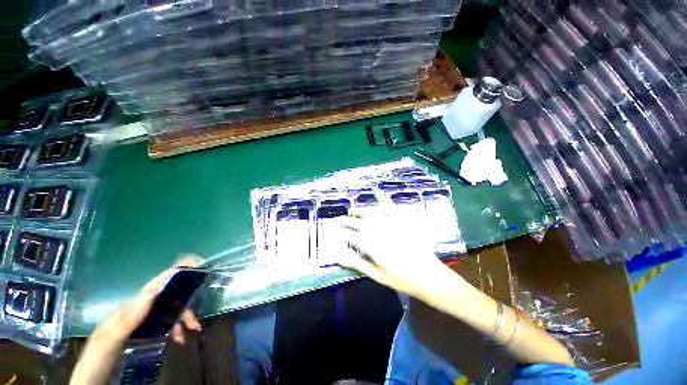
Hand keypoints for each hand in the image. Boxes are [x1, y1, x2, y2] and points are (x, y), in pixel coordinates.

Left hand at [70, 256, 202, 384]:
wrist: (91, 383)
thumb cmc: (97, 361)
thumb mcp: (108, 342)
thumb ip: (126, 319)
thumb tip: (153, 292)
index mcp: (128, 310)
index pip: (154, 286)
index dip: (174, 273)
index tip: (195, 265)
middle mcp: (137, 312)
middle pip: (168, 299)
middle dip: (186, 303)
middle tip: (196, 317)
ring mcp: (141, 324)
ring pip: (170, 312)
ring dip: (184, 318)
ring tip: (193, 329)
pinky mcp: (143, 335)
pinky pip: (166, 325)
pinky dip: (177, 328)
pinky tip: (180, 339)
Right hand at [340, 210, 466, 298]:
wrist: (430, 277)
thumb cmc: (403, 280)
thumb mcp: (379, 276)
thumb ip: (360, 265)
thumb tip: (341, 258)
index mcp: (377, 250)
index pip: (357, 239)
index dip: (346, 234)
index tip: (338, 231)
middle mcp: (383, 236)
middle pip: (363, 225)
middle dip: (351, 221)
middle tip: (342, 219)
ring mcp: (395, 228)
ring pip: (375, 216)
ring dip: (362, 211)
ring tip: (353, 210)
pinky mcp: (405, 224)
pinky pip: (394, 210)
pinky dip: (386, 202)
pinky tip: (379, 195)